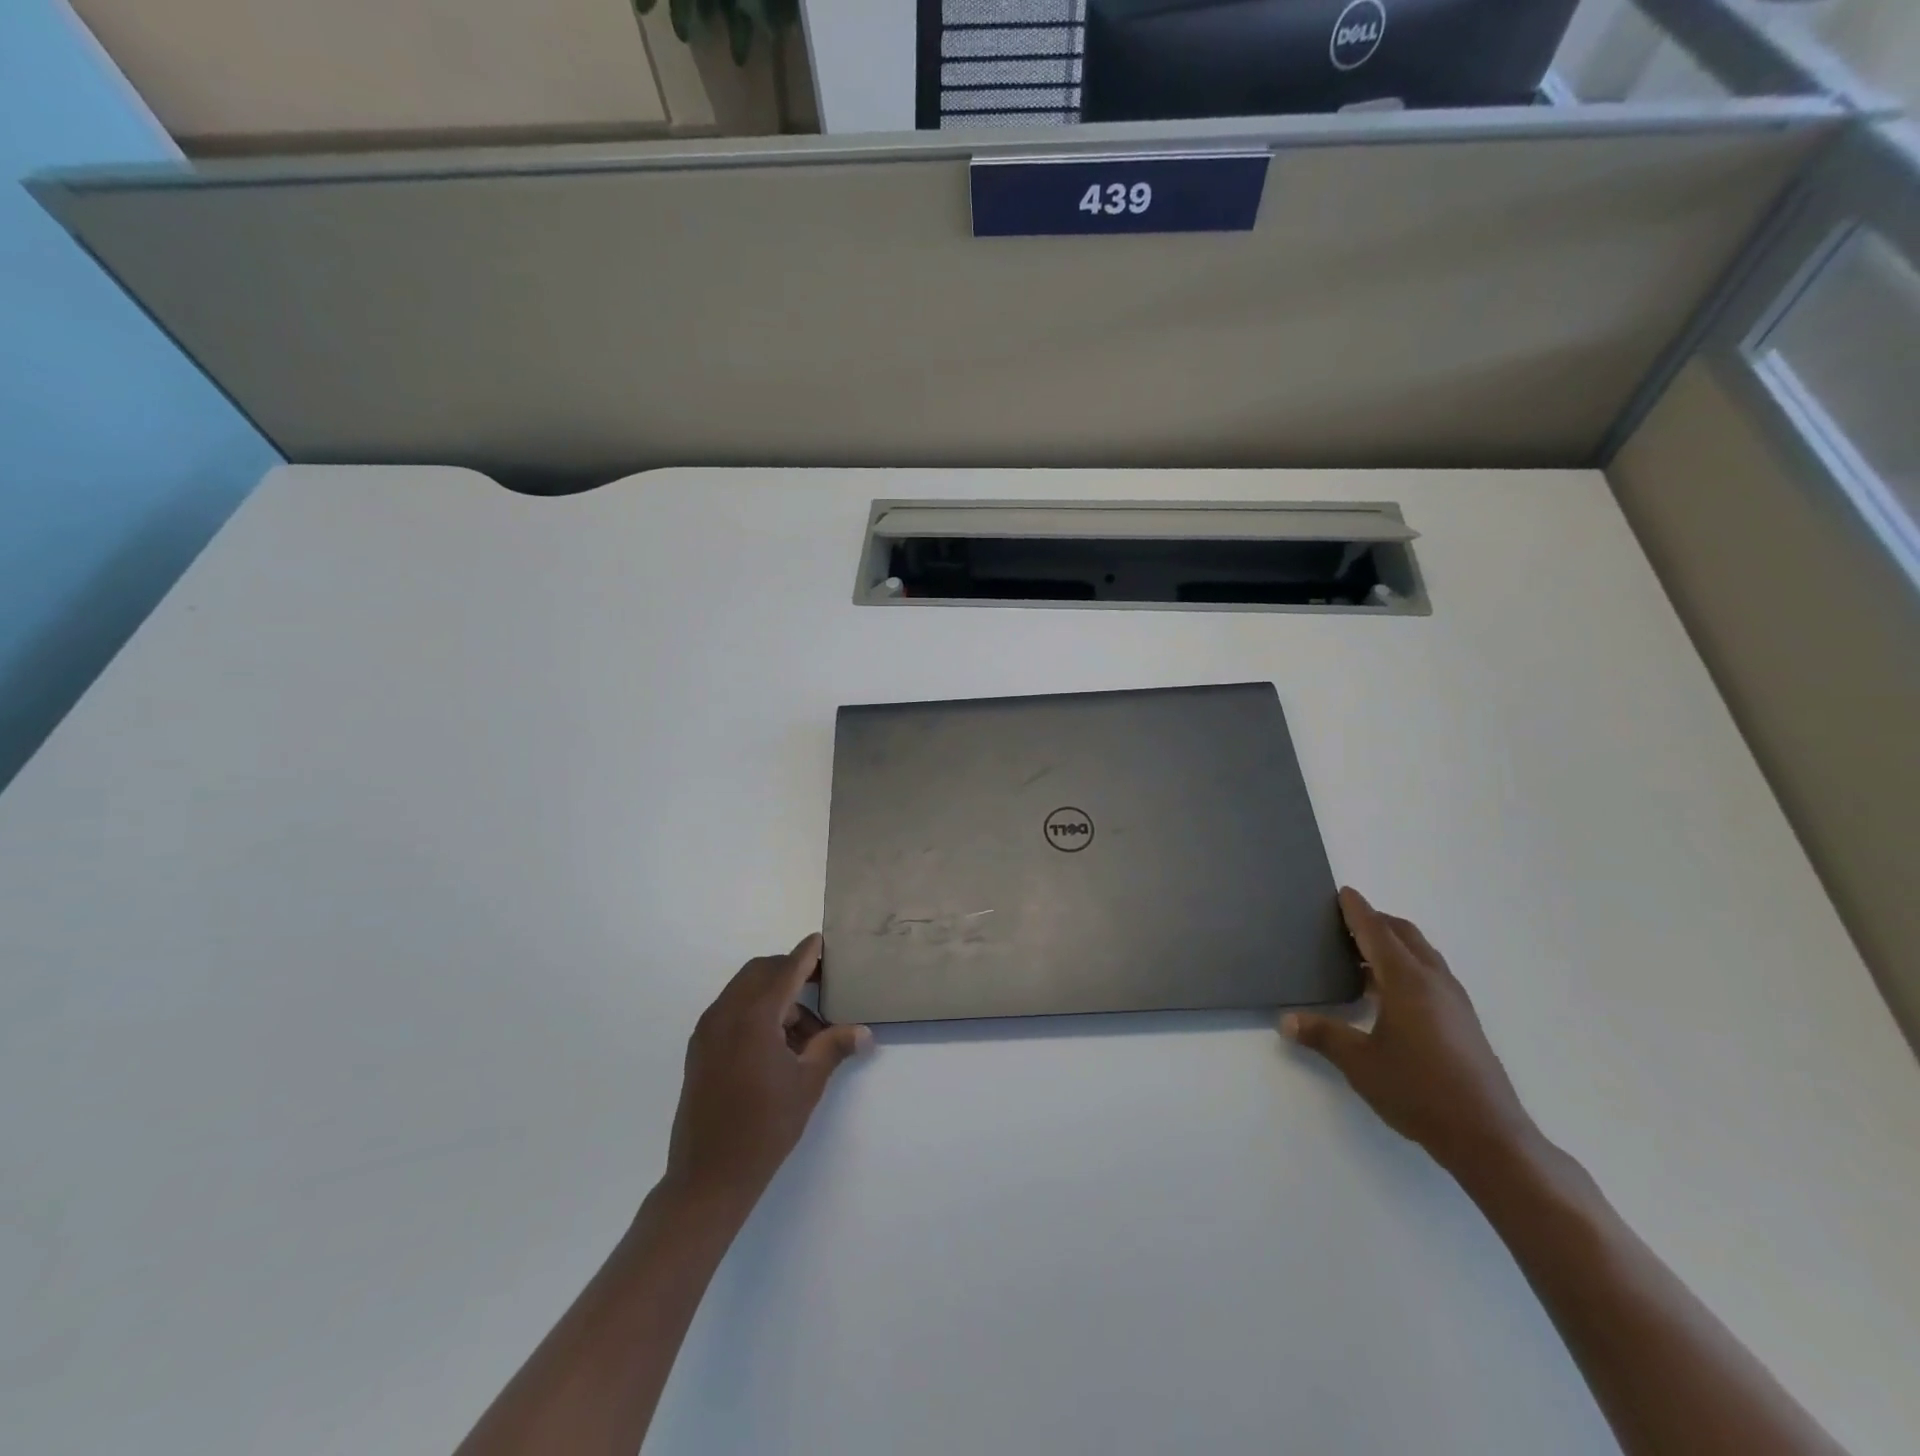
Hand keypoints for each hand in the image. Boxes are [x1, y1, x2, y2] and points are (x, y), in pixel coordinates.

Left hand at [664, 934, 871, 1213]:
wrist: (708, 1178)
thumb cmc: (764, 1128)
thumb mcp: (807, 1084)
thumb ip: (833, 1047)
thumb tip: (864, 1032)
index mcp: (753, 1017)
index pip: (786, 969)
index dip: (808, 953)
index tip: (825, 941)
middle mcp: (725, 1013)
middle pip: (762, 972)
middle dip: (792, 972)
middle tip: (823, 985)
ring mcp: (708, 1031)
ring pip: (746, 991)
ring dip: (777, 997)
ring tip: (807, 1034)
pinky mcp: (700, 1049)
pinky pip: (732, 1011)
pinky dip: (757, 1013)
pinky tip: (779, 1045)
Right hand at [1282, 888, 1536, 1176]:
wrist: (1487, 1136)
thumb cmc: (1418, 1090)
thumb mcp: (1359, 1062)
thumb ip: (1322, 1035)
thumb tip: (1286, 1020)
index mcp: (1407, 981)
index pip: (1377, 933)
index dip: (1358, 911)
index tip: (1343, 893)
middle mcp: (1434, 982)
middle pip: (1405, 936)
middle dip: (1377, 922)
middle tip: (1346, 922)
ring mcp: (1454, 1002)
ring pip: (1422, 955)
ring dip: (1393, 946)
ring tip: (1362, 956)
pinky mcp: (1463, 1022)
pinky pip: (1431, 975)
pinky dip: (1407, 966)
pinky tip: (1388, 993)